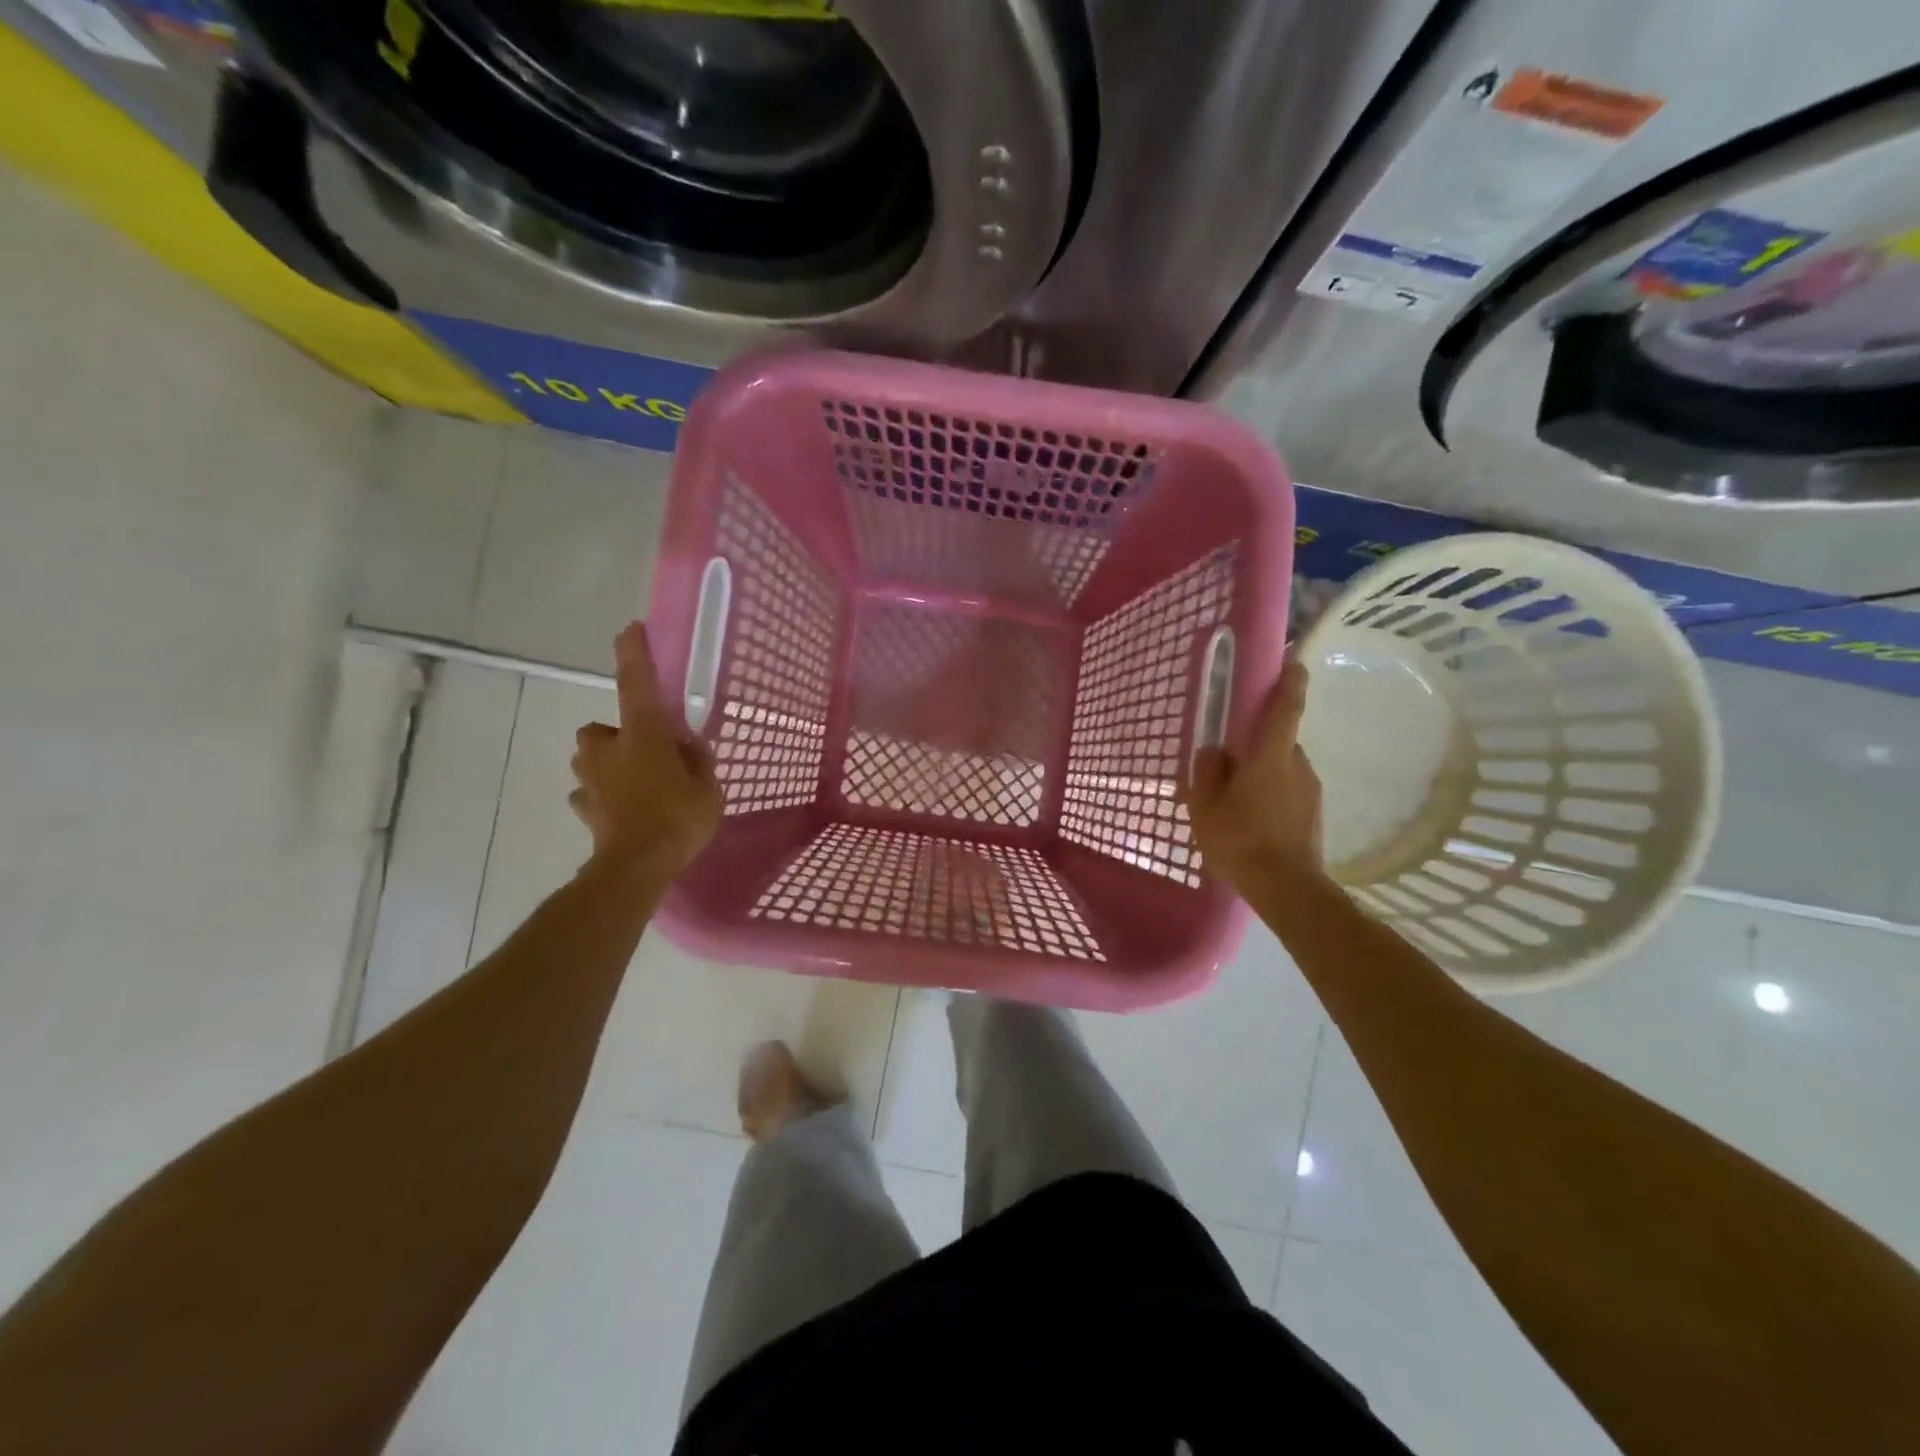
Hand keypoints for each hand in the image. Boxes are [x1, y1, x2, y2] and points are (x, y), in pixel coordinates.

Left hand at [570, 622, 723, 873]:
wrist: (636, 866)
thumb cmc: (677, 817)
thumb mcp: (708, 787)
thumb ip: (697, 761)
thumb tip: (688, 746)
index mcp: (643, 734)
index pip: (637, 683)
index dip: (634, 654)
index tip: (630, 629)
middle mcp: (609, 750)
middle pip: (599, 730)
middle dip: (615, 736)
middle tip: (644, 751)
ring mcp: (591, 780)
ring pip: (590, 762)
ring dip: (606, 766)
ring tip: (635, 784)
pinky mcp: (585, 810)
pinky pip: (589, 795)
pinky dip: (601, 798)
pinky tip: (620, 812)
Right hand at [1184, 656, 1326, 890]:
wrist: (1287, 888)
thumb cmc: (1241, 840)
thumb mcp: (1205, 805)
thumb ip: (1208, 771)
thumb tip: (1215, 751)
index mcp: (1270, 755)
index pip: (1287, 706)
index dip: (1290, 680)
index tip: (1292, 660)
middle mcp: (1297, 764)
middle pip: (1278, 739)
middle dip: (1256, 743)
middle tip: (1229, 759)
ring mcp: (1310, 789)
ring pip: (1282, 766)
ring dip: (1262, 772)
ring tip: (1236, 799)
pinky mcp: (1313, 812)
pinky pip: (1288, 790)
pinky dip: (1271, 794)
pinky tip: (1252, 819)